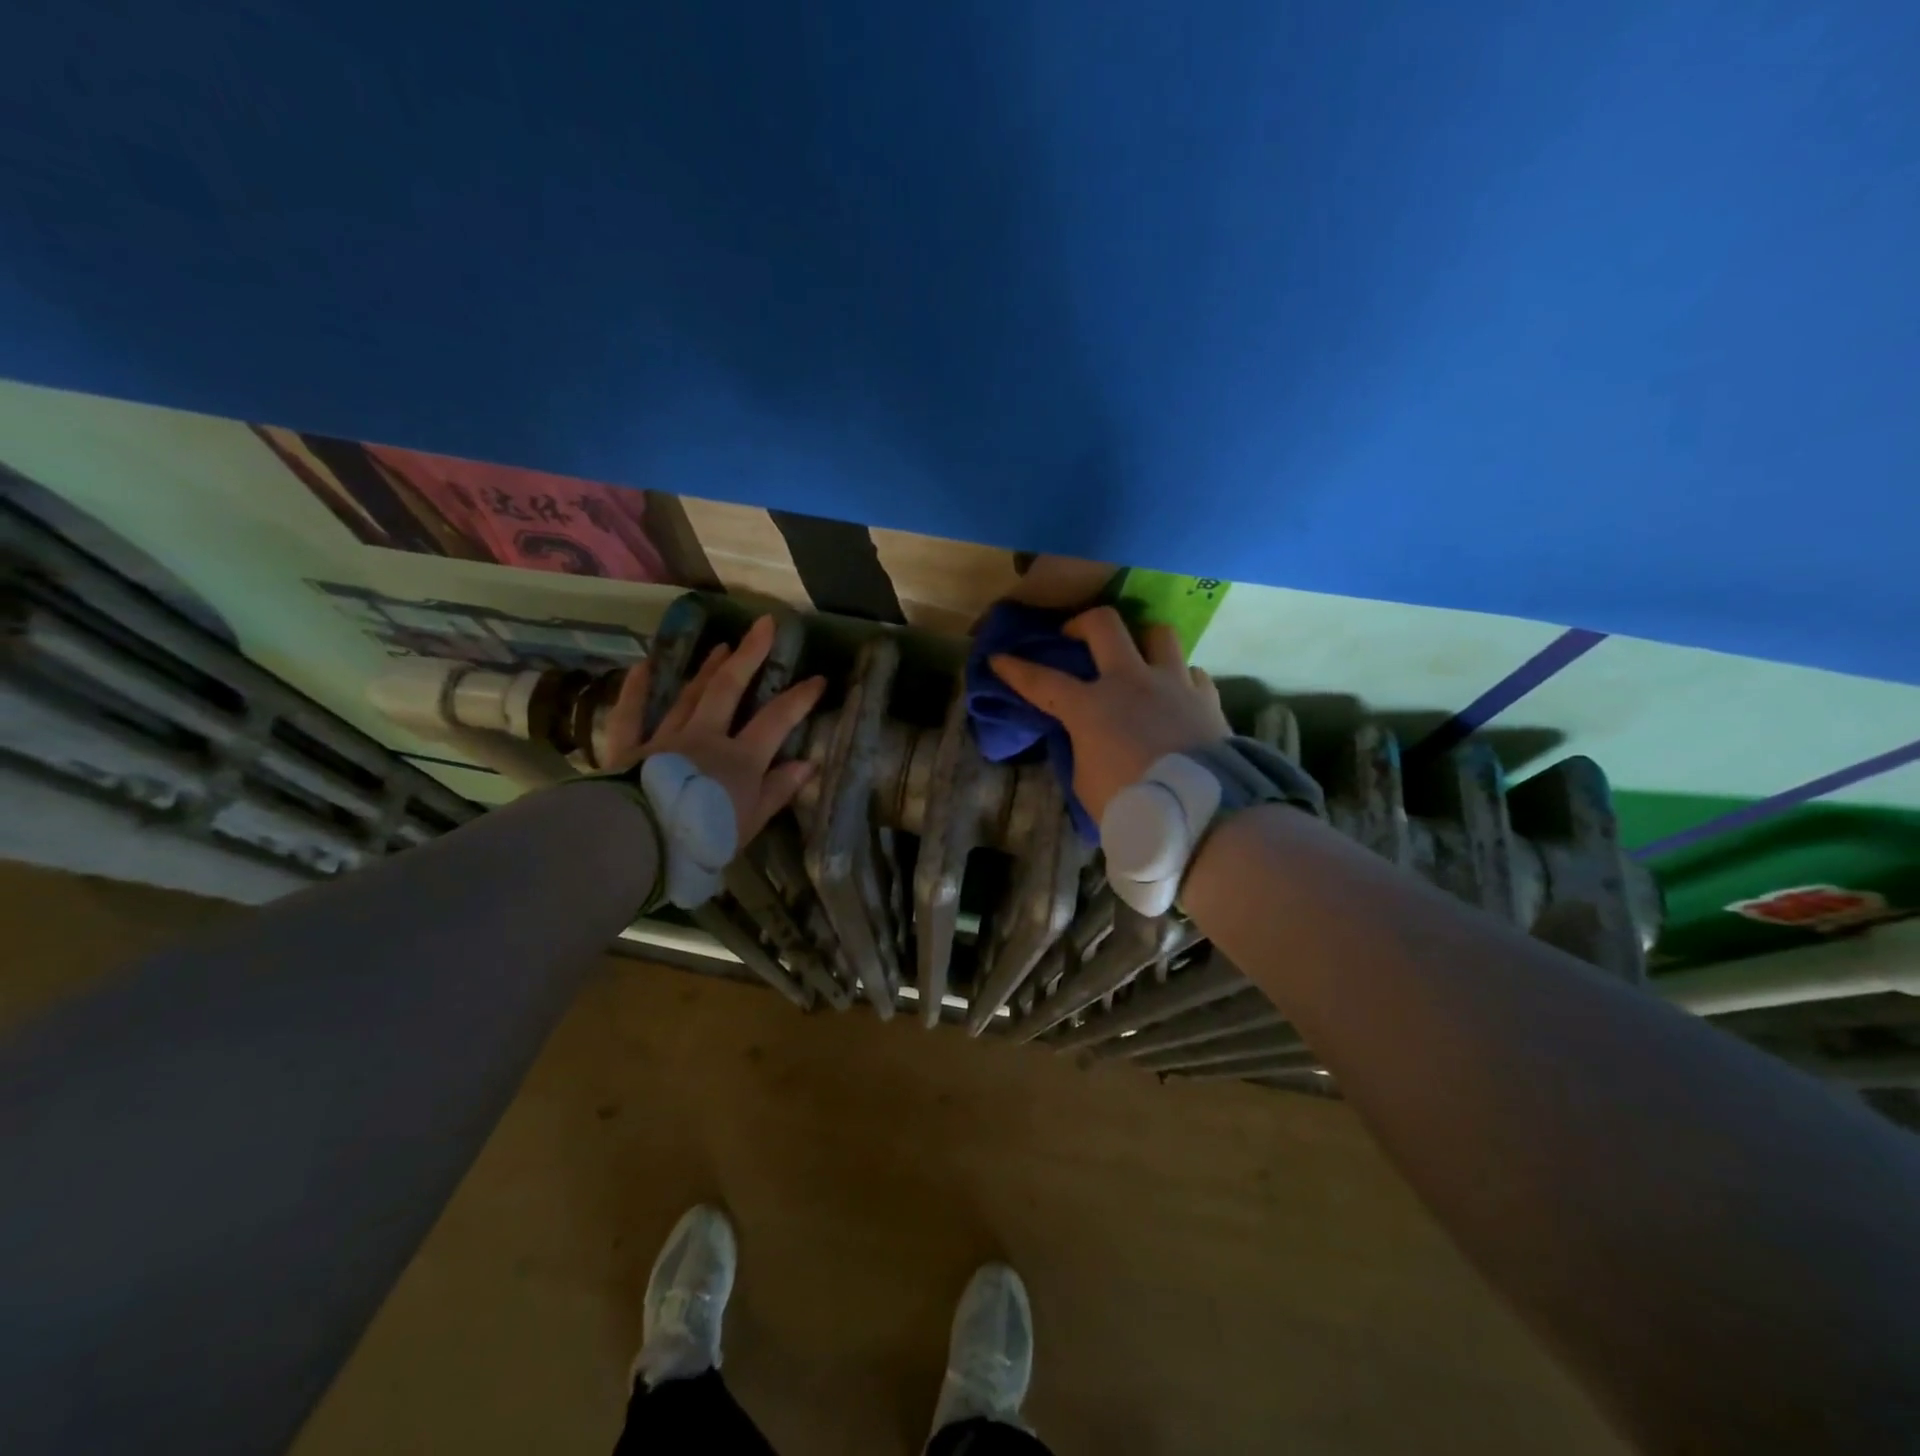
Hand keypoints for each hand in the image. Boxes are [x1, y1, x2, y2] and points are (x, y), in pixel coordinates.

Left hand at [603, 615, 826, 843]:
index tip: (818, 678)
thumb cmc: (703, 838)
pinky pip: (633, 713)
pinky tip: (643, 666)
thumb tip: (807, 763)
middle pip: (728, 688)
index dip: (800, 698)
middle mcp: (705, 737)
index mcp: (740, 758)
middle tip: (764, 625)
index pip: (777, 720)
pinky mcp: (630, 748)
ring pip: (689, 695)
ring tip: (722, 645)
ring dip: (707, 668)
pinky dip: (637, 689)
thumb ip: (777, 790)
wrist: (641, 844)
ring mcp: (666, 738)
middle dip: (750, 655)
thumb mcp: (751, 822)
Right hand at [990, 605, 1230, 824]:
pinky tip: (1176, 695)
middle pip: (1104, 625)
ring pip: (1158, 633)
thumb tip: (1088, 737)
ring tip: (1137, 658)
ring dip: (1142, 641)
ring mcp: (1173, 683)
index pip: (1042, 681)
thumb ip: (1082, 749)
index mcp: (1091, 706)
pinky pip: (1191, 671)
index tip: (999, 658)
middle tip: (1075, 636)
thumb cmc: (1131, 804)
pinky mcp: (1207, 697)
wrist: (1200, 812)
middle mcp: (1131, 681)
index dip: (1016, 669)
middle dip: (1082, 623)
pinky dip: (1178, 678)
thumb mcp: (1086, 782)